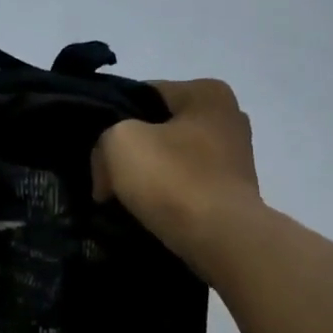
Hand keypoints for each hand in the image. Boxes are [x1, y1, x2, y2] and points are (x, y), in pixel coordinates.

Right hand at [92, 78, 262, 274]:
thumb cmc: (173, 180)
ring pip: (172, 160)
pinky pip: (187, 187)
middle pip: (159, 128)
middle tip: (105, 177)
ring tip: (123, 200)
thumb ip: (104, 142)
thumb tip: (107, 175)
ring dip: (149, 178)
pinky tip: (149, 214)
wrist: (222, 240)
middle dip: (133, 151)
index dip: (113, 118)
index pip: (144, 94)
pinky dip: (168, 198)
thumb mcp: (119, 143)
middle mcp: (228, 117)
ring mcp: (235, 158)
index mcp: (207, 92)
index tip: (97, 151)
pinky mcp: (233, 193)